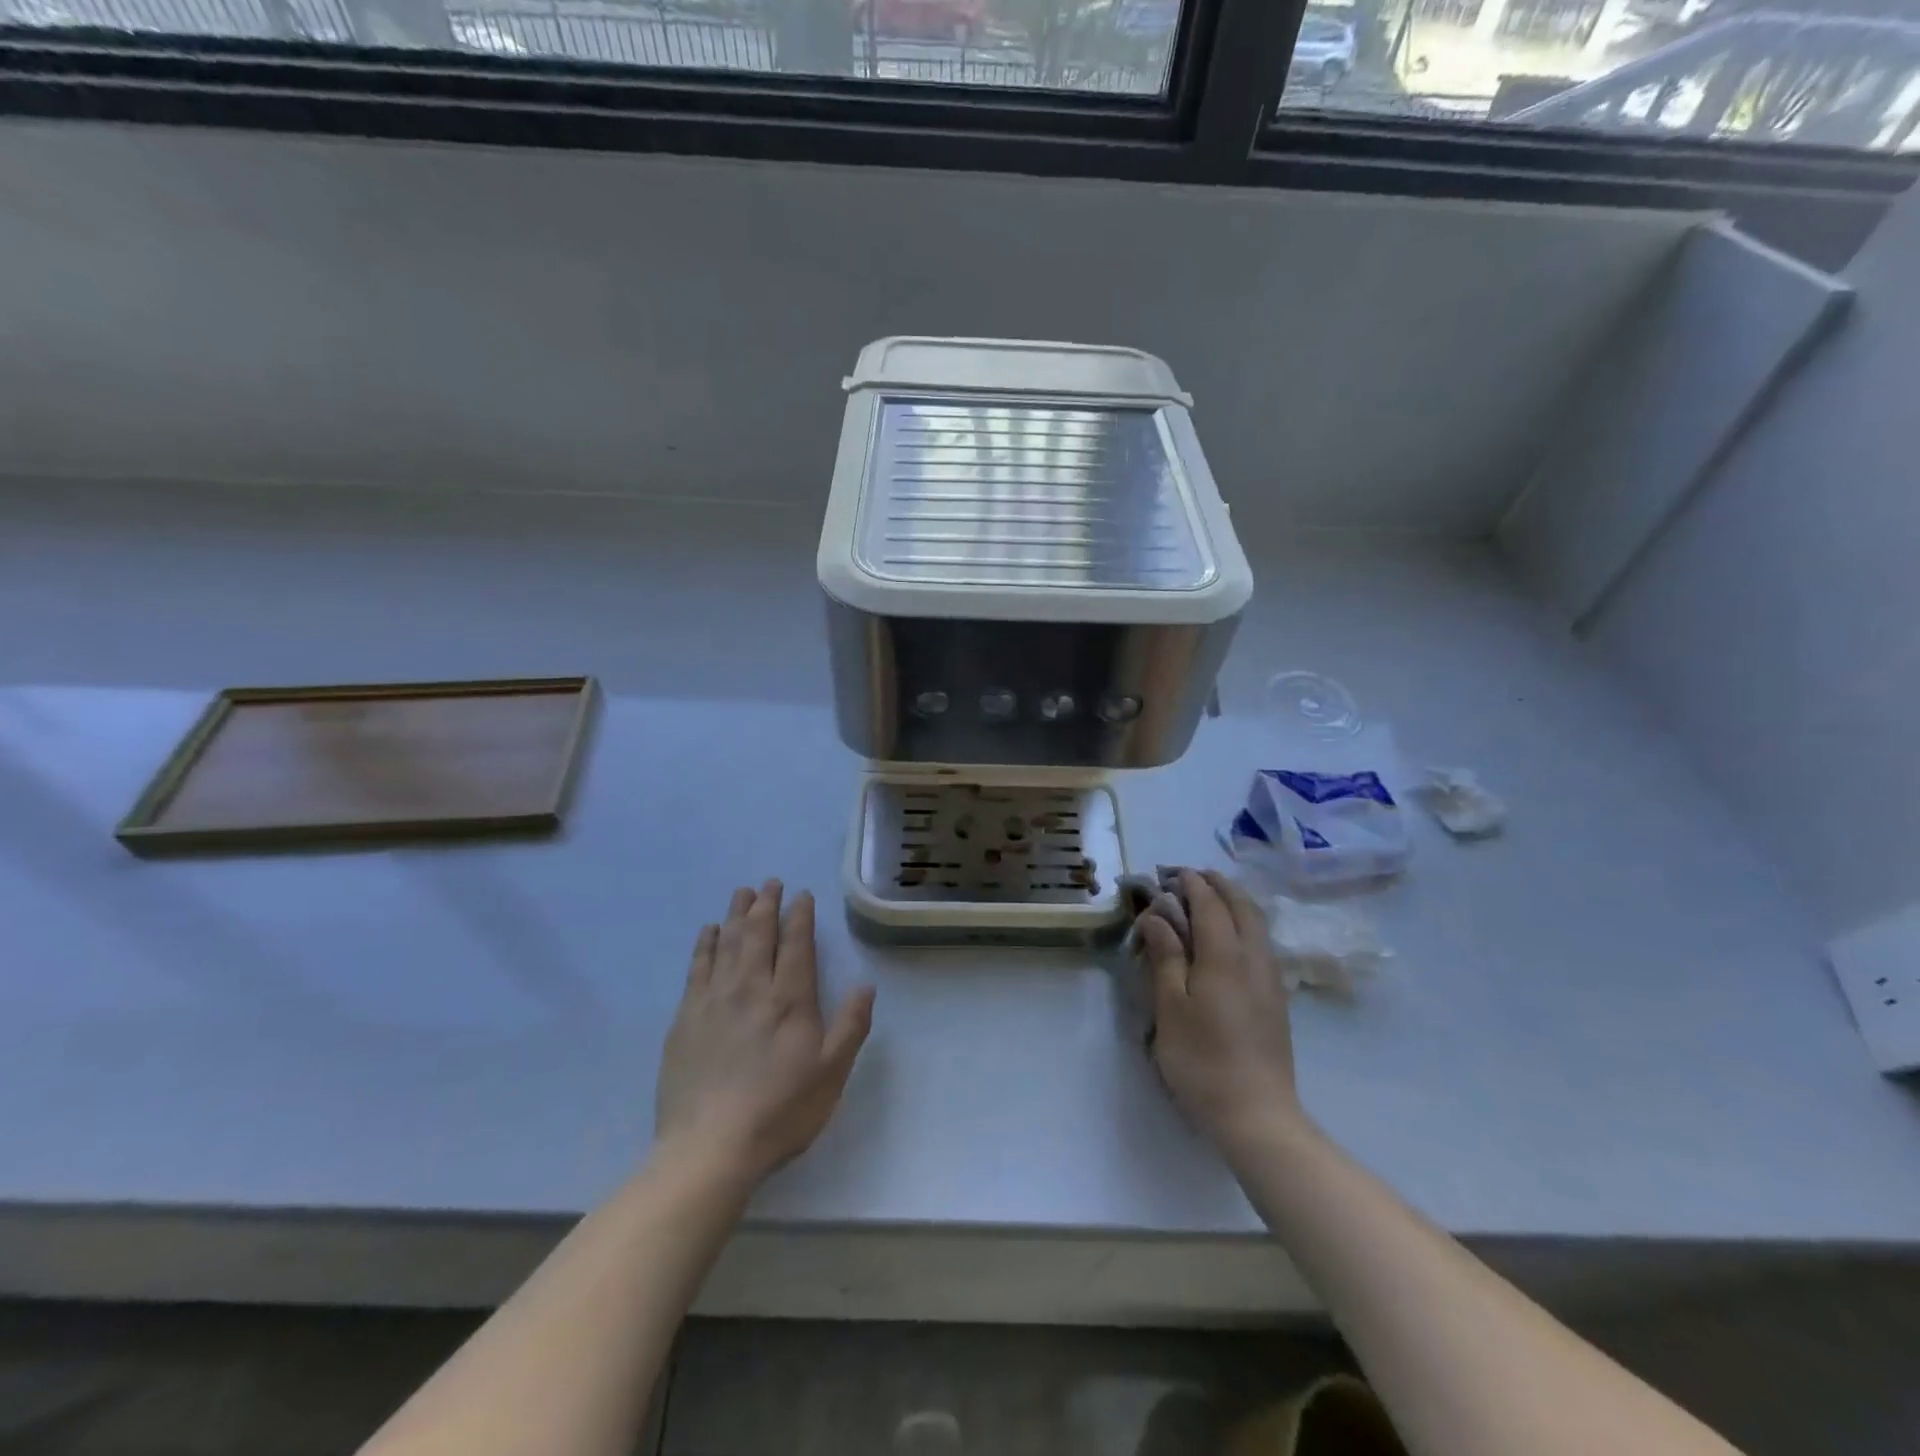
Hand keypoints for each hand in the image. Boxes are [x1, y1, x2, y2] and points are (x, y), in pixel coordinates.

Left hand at [655, 881, 874, 1185]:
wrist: (709, 1148)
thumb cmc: (779, 1112)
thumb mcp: (831, 1074)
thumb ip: (851, 1026)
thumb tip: (866, 984)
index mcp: (790, 1000)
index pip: (796, 944)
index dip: (800, 916)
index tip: (802, 895)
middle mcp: (751, 988)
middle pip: (759, 935)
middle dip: (767, 905)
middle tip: (770, 882)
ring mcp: (714, 1001)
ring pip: (727, 943)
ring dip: (737, 915)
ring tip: (743, 893)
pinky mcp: (685, 1018)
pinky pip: (697, 968)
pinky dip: (705, 944)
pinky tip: (708, 932)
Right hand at [1134, 870, 1304, 1160]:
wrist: (1257, 1115)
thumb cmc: (1202, 1060)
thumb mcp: (1170, 1007)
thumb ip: (1166, 955)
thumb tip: (1157, 914)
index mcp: (1225, 956)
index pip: (1210, 904)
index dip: (1190, 883)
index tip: (1169, 872)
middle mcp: (1254, 958)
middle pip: (1241, 905)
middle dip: (1217, 884)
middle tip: (1189, 877)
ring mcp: (1271, 979)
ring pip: (1257, 923)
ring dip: (1233, 901)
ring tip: (1210, 897)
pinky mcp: (1277, 999)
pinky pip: (1262, 941)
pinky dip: (1244, 922)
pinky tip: (1230, 937)